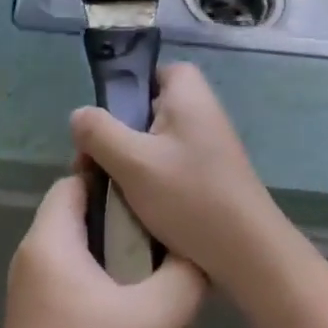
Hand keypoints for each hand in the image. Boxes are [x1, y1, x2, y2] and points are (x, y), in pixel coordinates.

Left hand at [0, 176, 205, 327]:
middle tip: (183, 267)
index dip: (117, 180)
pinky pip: (92, 308)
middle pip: (96, 230)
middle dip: (144, 252)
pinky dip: (126, 325)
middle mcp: (39, 261)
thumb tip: (198, 255)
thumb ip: (182, 277)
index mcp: (51, 242)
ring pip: (102, 277)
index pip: (78, 180)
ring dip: (144, 300)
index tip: (159, 193)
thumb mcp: (151, 321)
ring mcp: (40, 299)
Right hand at [70, 63, 291, 297]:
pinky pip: (168, 166)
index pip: (152, 72)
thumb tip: (79, 116)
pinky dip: (149, 181)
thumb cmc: (190, 197)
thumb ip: (98, 132)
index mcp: (188, 94)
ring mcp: (208, 146)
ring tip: (108, 190)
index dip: (125, 91)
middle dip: (117, 134)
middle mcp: (202, 112)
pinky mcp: (209, 177)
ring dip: (129, 163)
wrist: (249, 256)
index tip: (104, 121)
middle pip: (148, 109)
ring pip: (154, 142)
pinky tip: (134, 208)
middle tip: (94, 163)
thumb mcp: (133, 161)